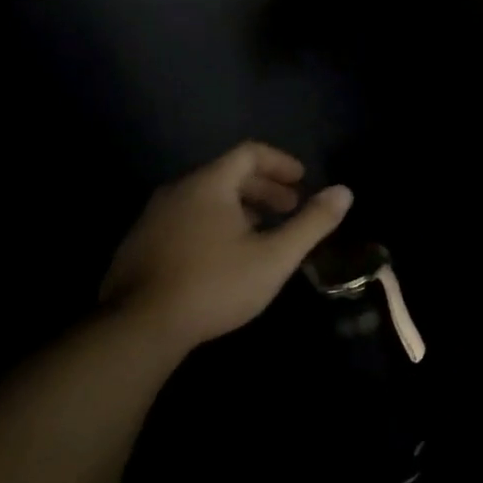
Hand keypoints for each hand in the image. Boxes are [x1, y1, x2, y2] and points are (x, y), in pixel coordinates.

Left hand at [100, 142, 352, 350]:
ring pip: (205, 199)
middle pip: (227, 174)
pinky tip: (224, 257)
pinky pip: (185, 219)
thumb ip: (312, 222)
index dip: (280, 163)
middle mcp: (177, 191)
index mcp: (209, 184)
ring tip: (262, 234)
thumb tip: (345, 191)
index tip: (302, 181)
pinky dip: (213, 224)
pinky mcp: (138, 246)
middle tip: (289, 209)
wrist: (137, 330)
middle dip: (264, 188)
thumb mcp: (275, 256)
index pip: (249, 153)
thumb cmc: (215, 284)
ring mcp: (152, 218)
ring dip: (239, 208)